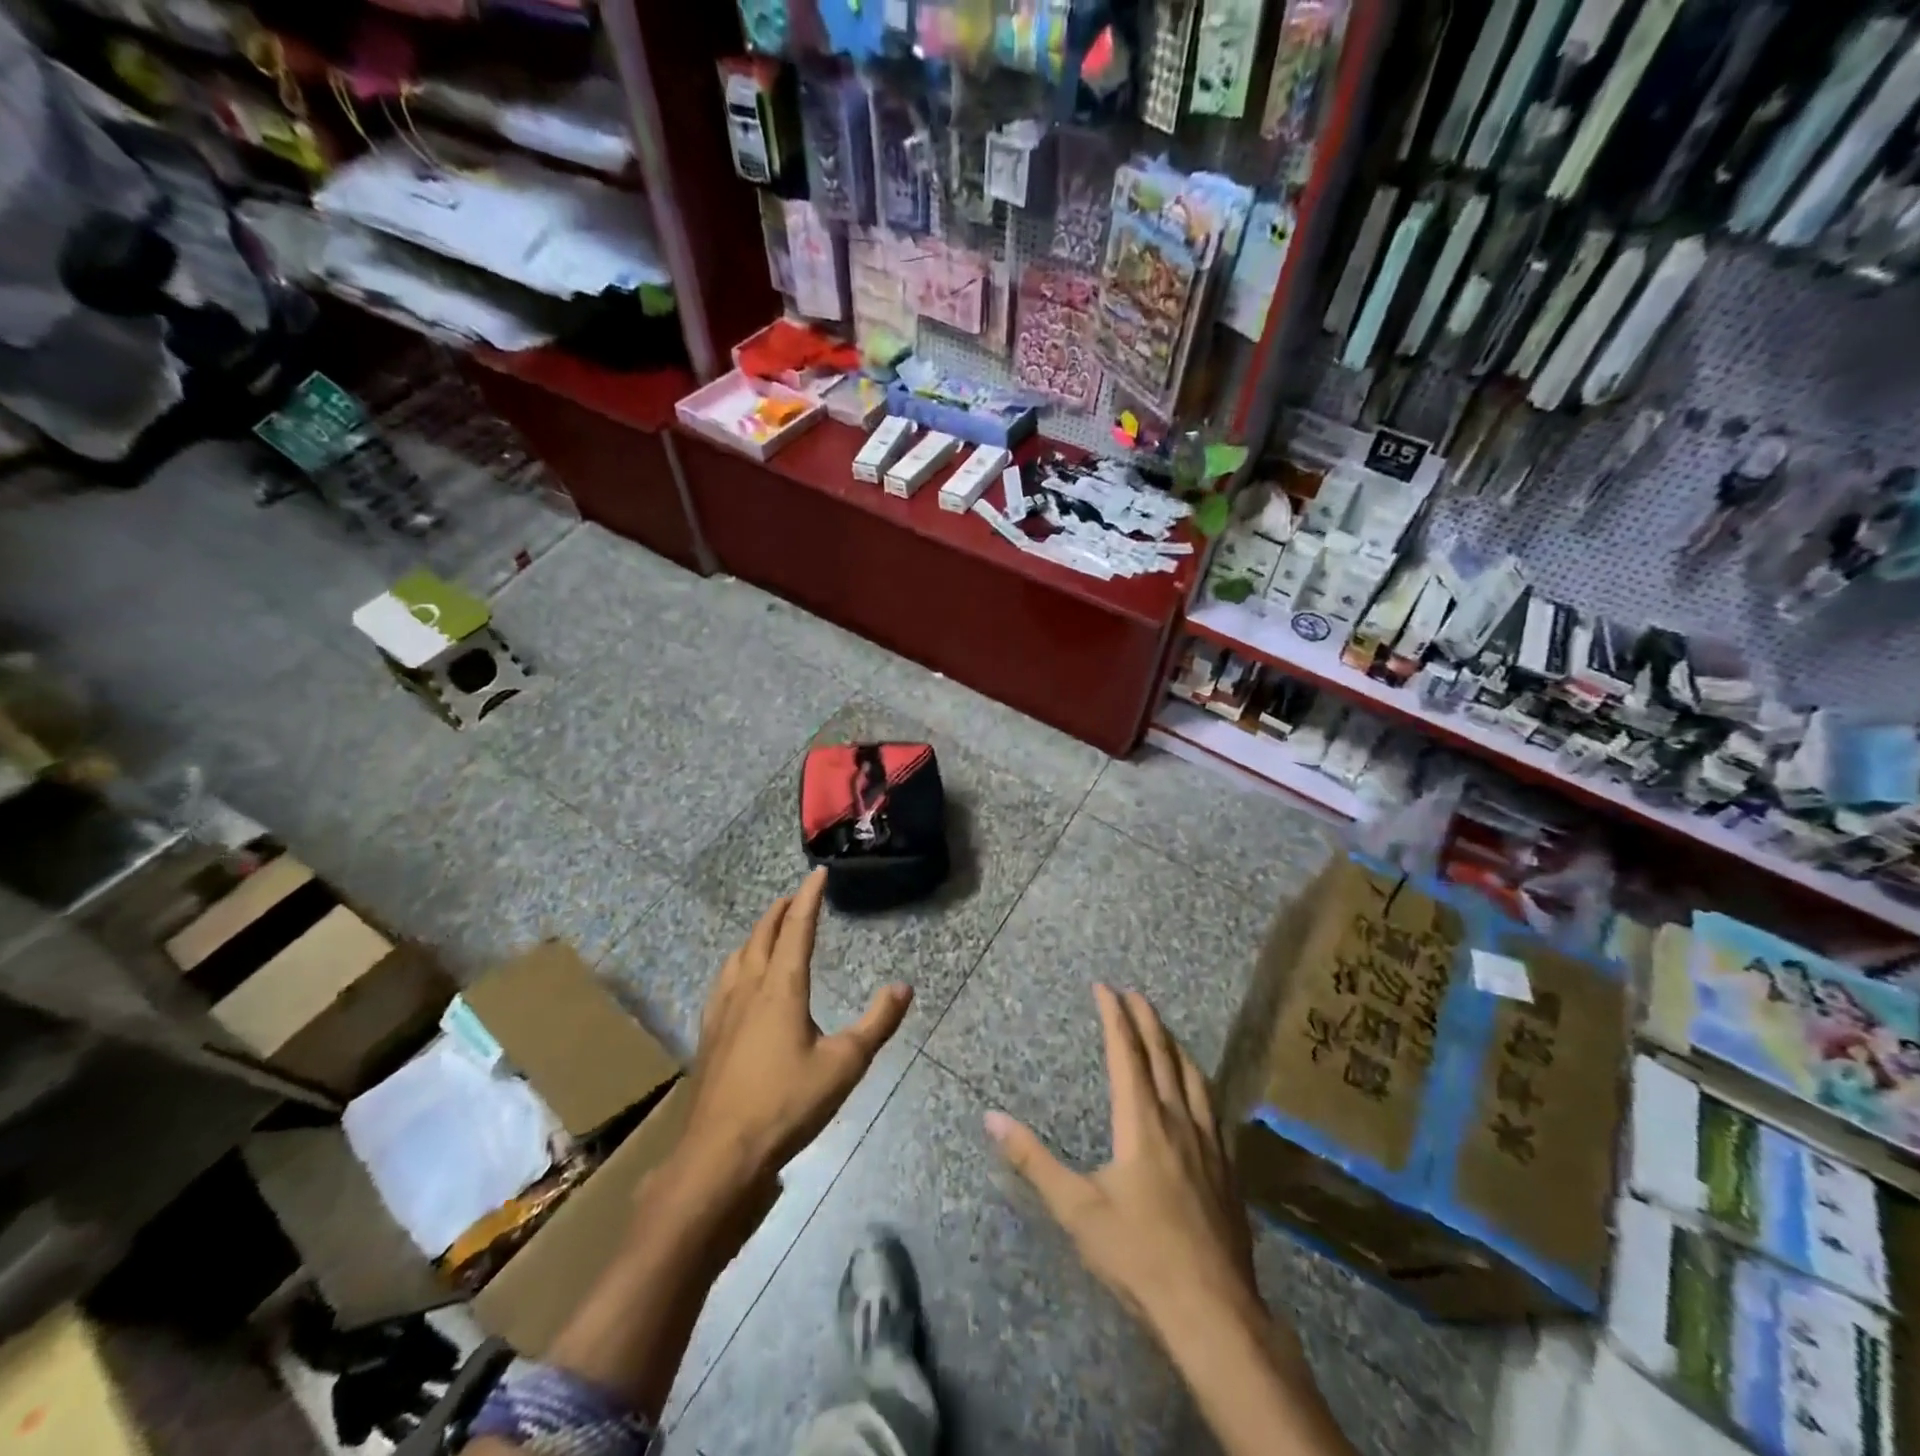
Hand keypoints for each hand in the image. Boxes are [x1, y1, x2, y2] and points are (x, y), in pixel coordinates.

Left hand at [680, 869, 912, 1195]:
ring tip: (767, 930)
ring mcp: (724, 1011)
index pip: (797, 928)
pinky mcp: (710, 1034)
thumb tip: (903, 987)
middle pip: (762, 935)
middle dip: (779, 911)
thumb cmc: (787, 1104)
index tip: (817, 874)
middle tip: (794, 897)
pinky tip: (738, 981)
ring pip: (738, 956)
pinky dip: (738, 963)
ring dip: (756, 934)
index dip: (809, 898)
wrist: (720, 1153)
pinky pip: (724, 981)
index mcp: (782, 987)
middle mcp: (749, 988)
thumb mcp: (845, 1065)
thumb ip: (877, 1023)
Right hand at [987, 984, 1260, 1344]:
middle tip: (1133, 993)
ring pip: (1194, 1076)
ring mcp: (1208, 1143)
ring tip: (1164, 1029)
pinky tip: (1200, 1091)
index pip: (1126, 1053)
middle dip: (1146, 1019)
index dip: (1114, 1016)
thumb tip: (991, 1117)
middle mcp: (1178, 1120)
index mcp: (1142, 1122)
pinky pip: (1212, 1105)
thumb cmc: (1138, 1255)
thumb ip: (1032, 1160)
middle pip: (1163, 1055)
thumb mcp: (1076, 1209)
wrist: (1213, 1310)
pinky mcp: (1227, 1168)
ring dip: (1175, 1045)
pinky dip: (1199, 1080)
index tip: (1104, 986)